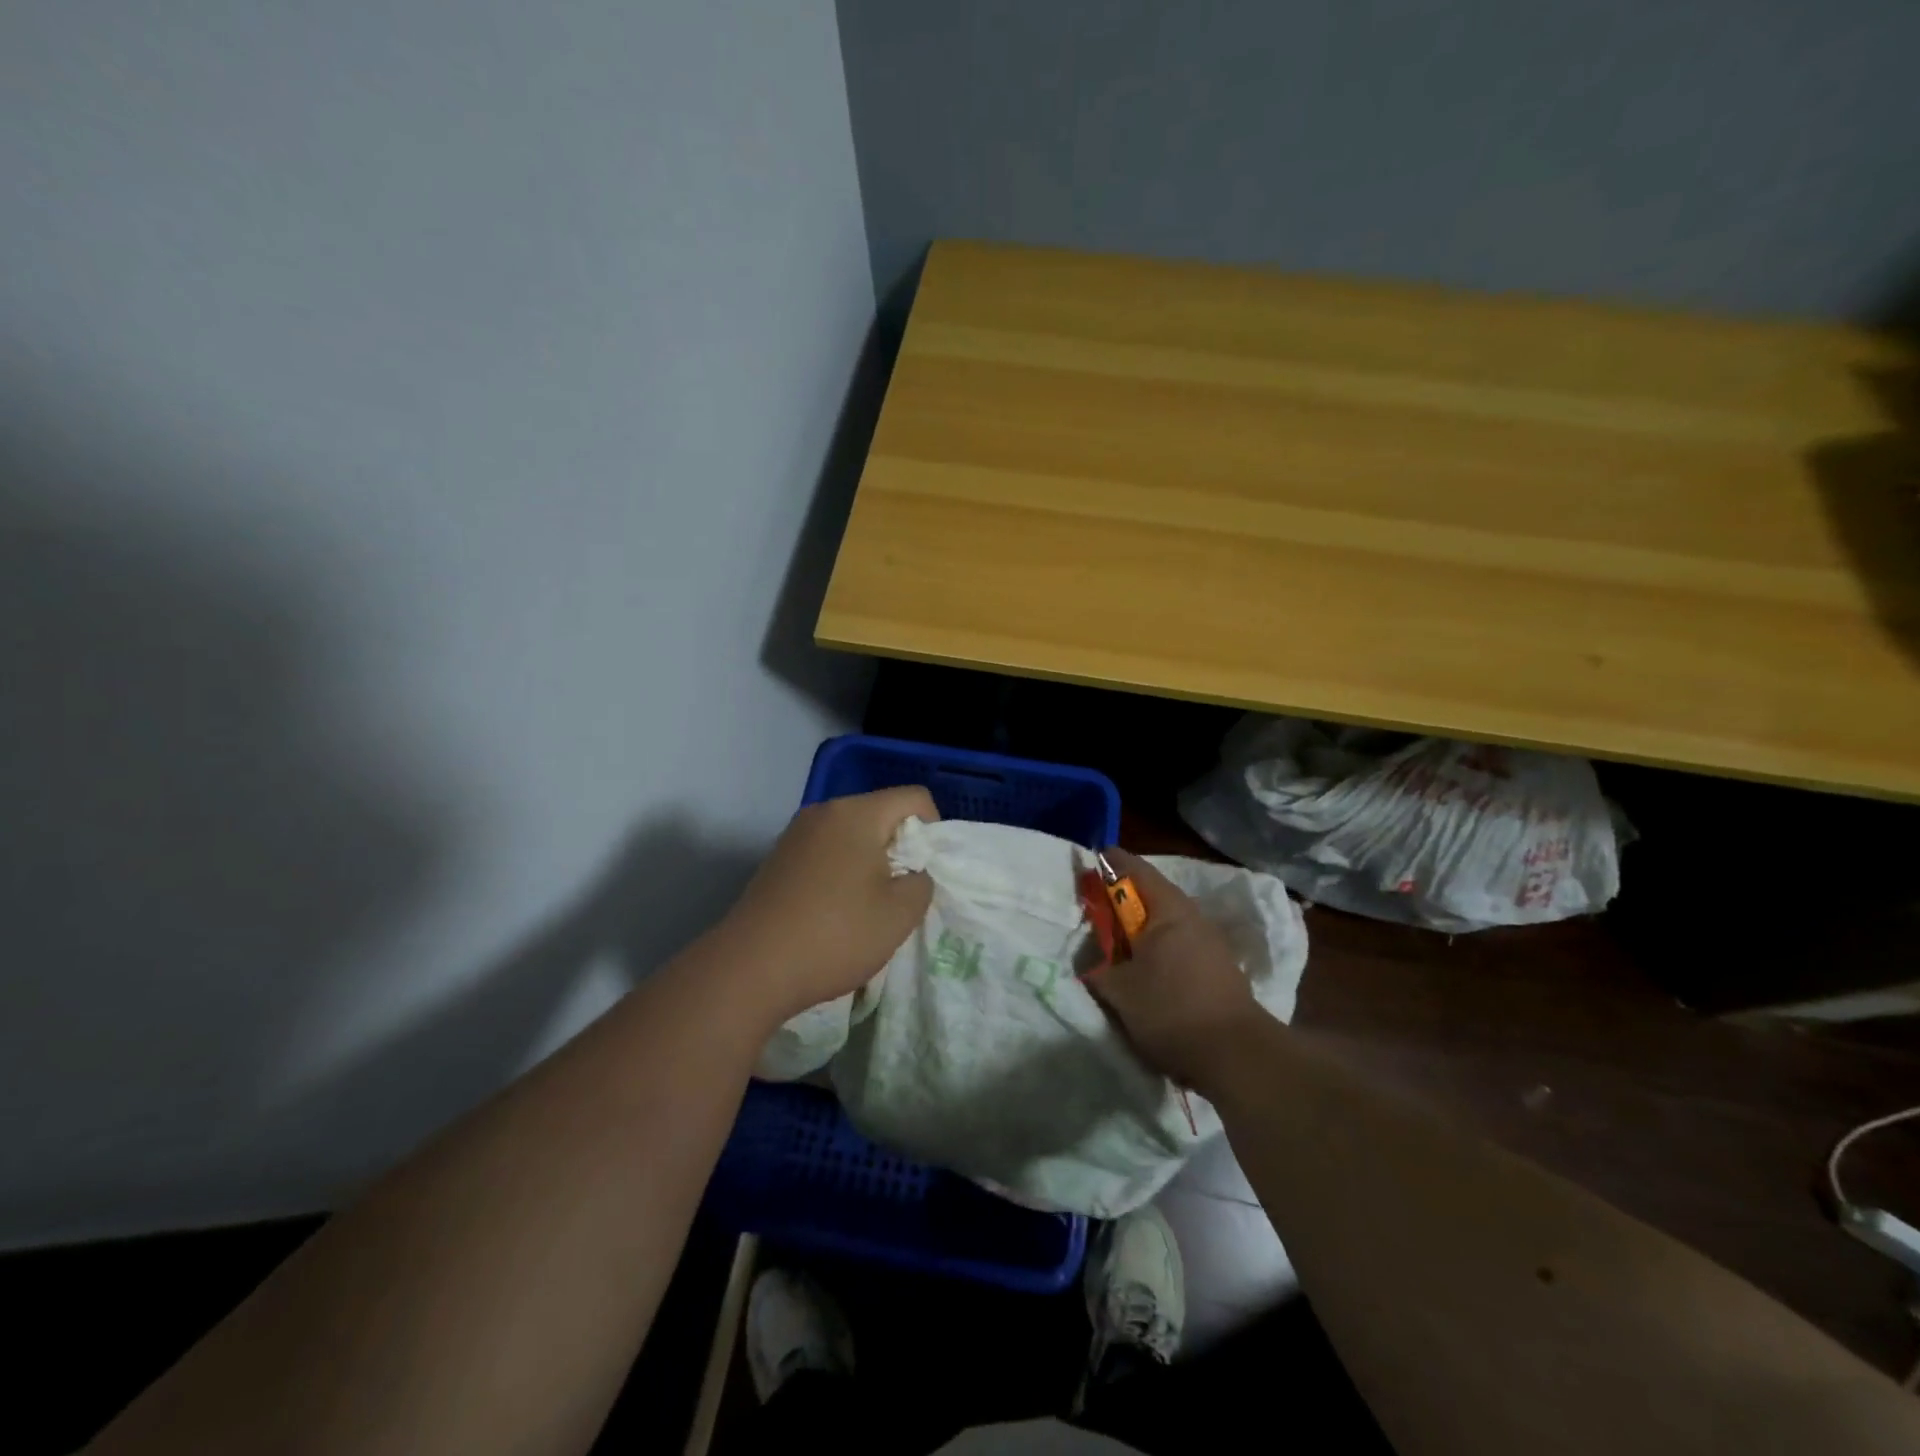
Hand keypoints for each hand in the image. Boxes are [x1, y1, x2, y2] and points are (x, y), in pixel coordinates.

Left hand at [715, 786, 937, 1023]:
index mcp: (857, 813)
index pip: (914, 798)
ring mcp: (796, 834)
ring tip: (868, 906)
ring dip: (871, 862)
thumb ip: (922, 882)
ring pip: (853, 834)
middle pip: (881, 813)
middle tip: (901, 893)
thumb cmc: (836, 935)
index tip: (926, 871)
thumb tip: (912, 873)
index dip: (934, 829)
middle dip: (901, 847)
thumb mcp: (900, 914)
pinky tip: (835, 911)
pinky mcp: (779, 858)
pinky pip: (827, 851)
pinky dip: (842, 871)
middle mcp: (824, 812)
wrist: (751, 968)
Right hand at [1084, 848, 1273, 1095]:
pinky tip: (1145, 970)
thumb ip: (1098, 968)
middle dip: (1121, 900)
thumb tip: (1090, 962)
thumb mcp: (1119, 991)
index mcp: (1167, 909)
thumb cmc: (1171, 1010)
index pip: (1133, 868)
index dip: (1107, 864)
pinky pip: (1179, 943)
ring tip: (1116, 946)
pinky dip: (1157, 947)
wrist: (1236, 1055)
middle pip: (1150, 894)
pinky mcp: (1218, 967)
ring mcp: (1210, 941)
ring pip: (1166, 921)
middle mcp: (1192, 916)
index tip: (1086, 867)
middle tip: (1094, 912)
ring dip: (1140, 927)